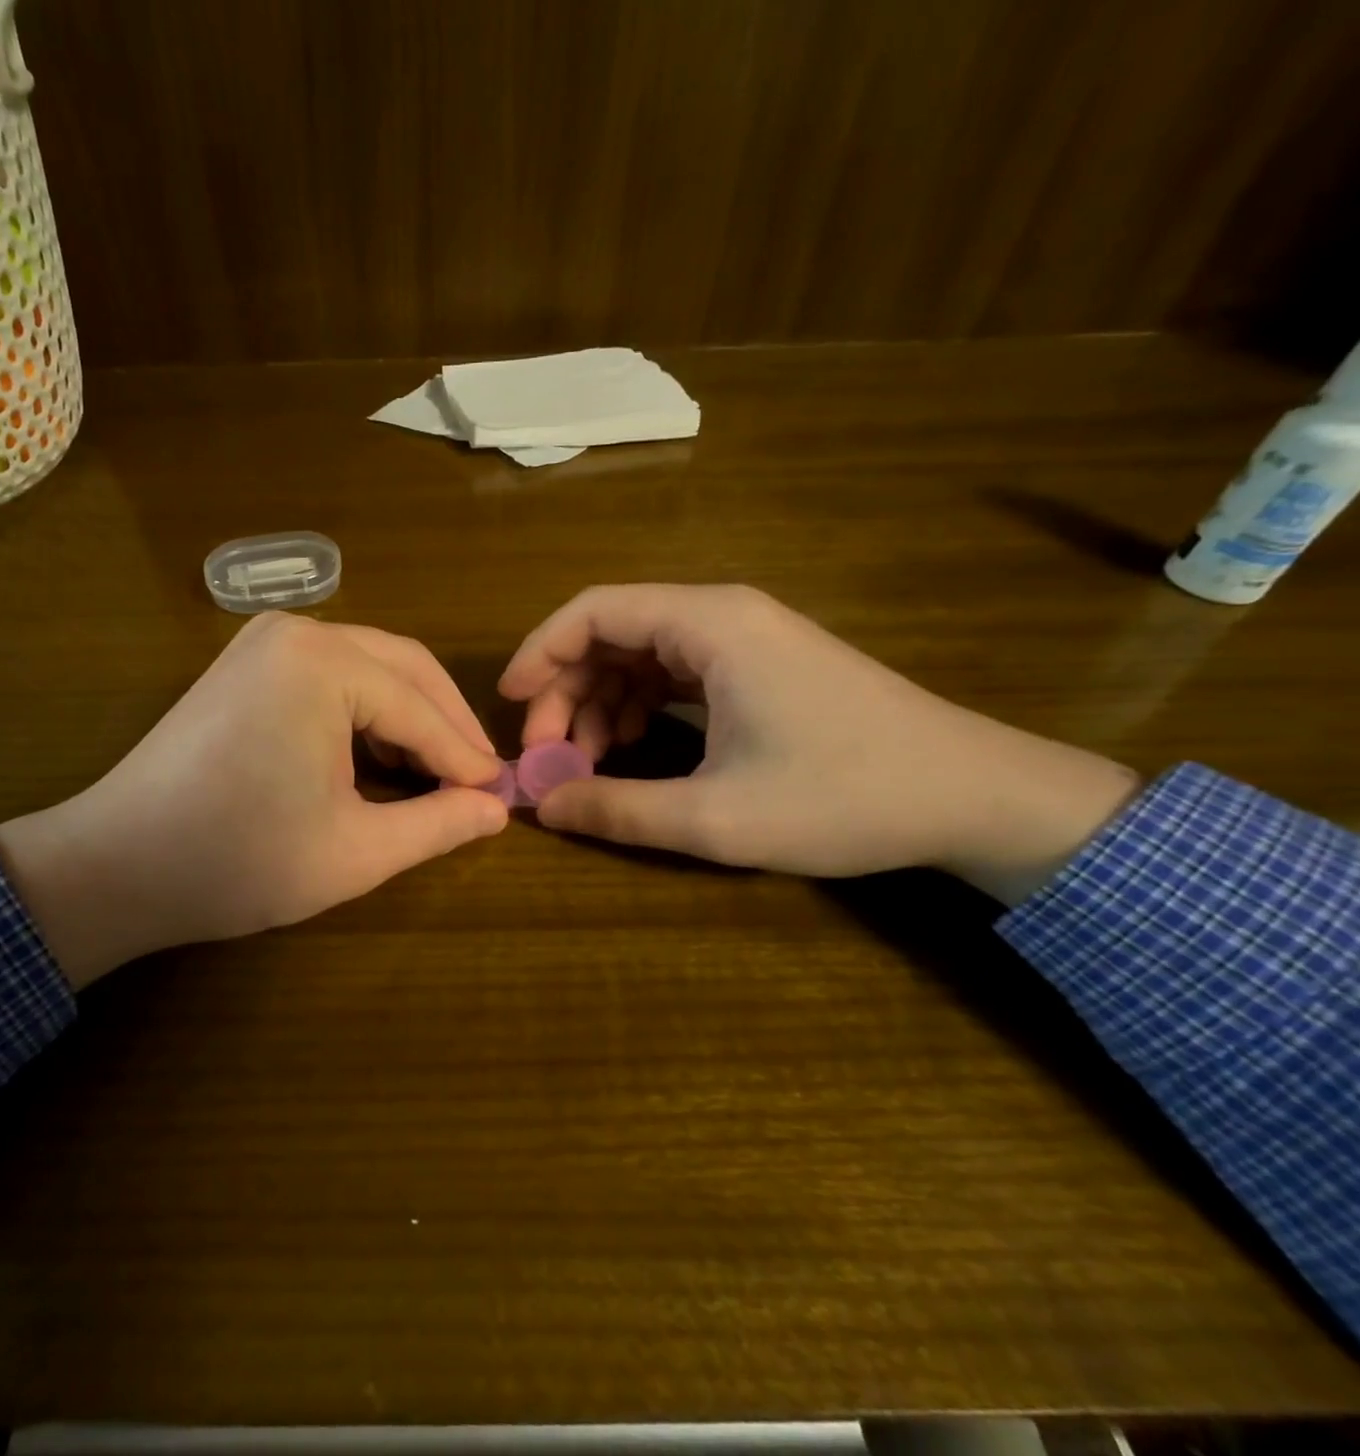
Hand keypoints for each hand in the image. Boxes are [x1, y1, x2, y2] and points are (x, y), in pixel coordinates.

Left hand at [0, 614, 507, 987]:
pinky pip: (330, 674)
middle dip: (445, 723)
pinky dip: (365, 710)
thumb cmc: (239, 861)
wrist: (117, 865)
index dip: (465, 757)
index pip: (420, 709)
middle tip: (478, 777)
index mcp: (324, 663)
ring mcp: (264, 641)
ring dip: (409, 714)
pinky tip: (381, 752)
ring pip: (368, 666)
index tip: (501, 794)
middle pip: (402, 667)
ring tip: (438, 770)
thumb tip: (496, 809)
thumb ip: (438, 824)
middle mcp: (297, 632)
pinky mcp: (245, 662)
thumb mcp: (355, 851)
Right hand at [499, 584, 1139, 903]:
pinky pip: (672, 672)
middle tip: (547, 756)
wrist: (975, 797)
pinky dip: (637, 706)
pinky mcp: (758, 667)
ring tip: (585, 763)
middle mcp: (721, 617)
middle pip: (610, 633)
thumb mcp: (717, 817)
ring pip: (638, 655)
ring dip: (598, 703)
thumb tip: (542, 807)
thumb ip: (618, 810)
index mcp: (709, 626)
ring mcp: (743, 640)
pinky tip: (630, 748)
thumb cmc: (845, 797)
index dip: (538, 653)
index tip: (508, 706)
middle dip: (565, 691)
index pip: (593, 612)